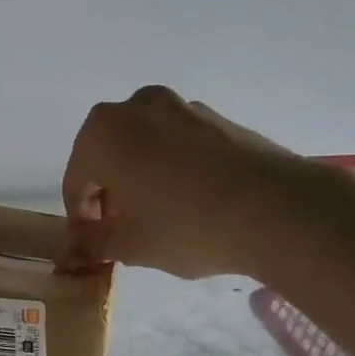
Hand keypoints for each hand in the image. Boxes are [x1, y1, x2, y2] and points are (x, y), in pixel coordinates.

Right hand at [61, 86, 290, 278]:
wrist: (277, 209)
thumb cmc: (186, 226)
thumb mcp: (130, 246)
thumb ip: (94, 243)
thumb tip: (77, 248)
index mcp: (102, 133)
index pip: (76, 181)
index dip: (81, 217)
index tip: (93, 243)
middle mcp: (136, 108)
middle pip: (108, 155)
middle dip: (110, 192)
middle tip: (122, 228)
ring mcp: (180, 106)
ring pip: (144, 146)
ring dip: (141, 177)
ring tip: (159, 216)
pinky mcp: (216, 117)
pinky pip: (178, 144)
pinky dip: (173, 168)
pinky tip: (191, 201)